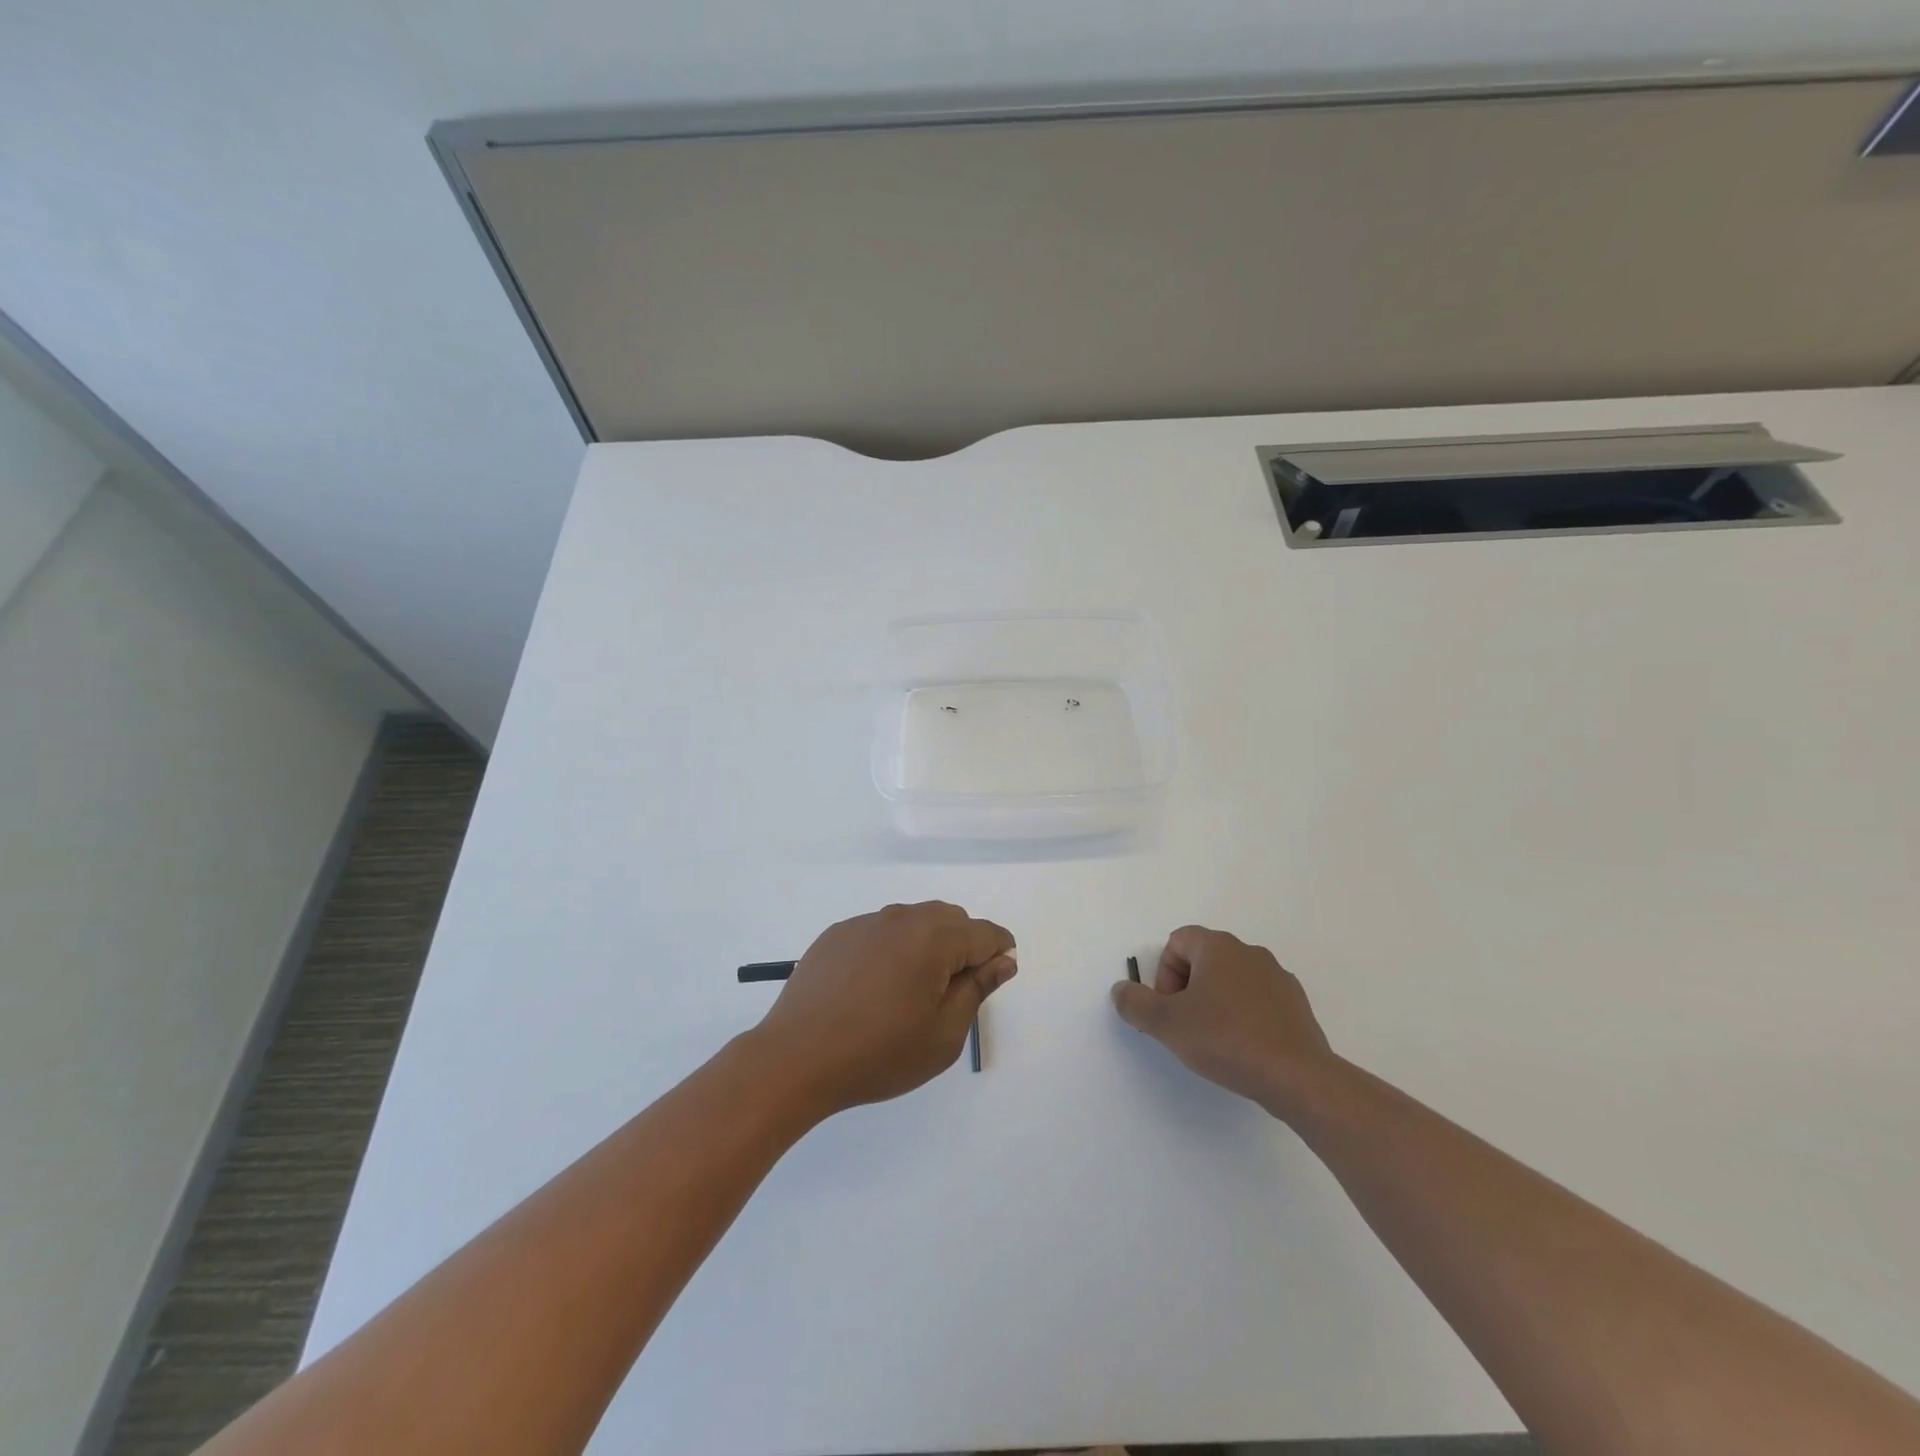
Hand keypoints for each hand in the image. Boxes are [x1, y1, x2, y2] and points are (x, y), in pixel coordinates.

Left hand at [753, 902, 1015, 1116]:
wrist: (796, 1058)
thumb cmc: (879, 1053)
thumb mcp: (943, 1034)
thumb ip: (977, 989)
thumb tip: (1003, 960)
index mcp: (934, 938)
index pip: (984, 933)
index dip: (998, 953)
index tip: (994, 980)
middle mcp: (901, 918)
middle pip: (950, 919)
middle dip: (963, 947)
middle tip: (950, 994)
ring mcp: (865, 922)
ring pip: (914, 921)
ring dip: (926, 945)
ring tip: (910, 992)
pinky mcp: (837, 934)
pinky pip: (880, 931)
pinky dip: (891, 949)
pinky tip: (874, 988)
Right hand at [1111, 925, 1333, 1116]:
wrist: (1297, 1077)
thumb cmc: (1226, 1039)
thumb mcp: (1167, 1024)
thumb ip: (1135, 1003)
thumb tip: (1121, 990)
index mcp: (1218, 946)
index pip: (1178, 941)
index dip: (1164, 974)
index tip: (1169, 1009)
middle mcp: (1249, 952)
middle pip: (1204, 960)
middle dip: (1188, 990)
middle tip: (1185, 1027)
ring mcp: (1278, 978)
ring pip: (1232, 981)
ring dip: (1216, 1003)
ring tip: (1214, 1042)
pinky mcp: (1296, 1005)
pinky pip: (1258, 1001)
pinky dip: (1244, 1017)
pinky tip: (1244, 1050)